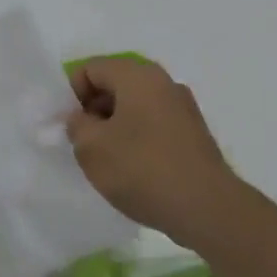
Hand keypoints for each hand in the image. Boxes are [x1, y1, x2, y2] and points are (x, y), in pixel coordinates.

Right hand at [66, 57, 240, 245]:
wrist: (205, 207)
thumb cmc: (142, 169)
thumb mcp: (91, 147)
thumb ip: (75, 125)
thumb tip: (80, 118)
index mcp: (138, 76)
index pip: (90, 68)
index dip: (72, 95)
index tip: (71, 128)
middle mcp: (164, 82)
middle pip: (114, 85)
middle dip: (93, 111)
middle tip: (85, 146)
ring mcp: (182, 108)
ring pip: (134, 107)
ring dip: (114, 128)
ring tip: (108, 163)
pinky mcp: (193, 133)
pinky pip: (153, 125)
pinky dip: (137, 140)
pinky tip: (134, 171)